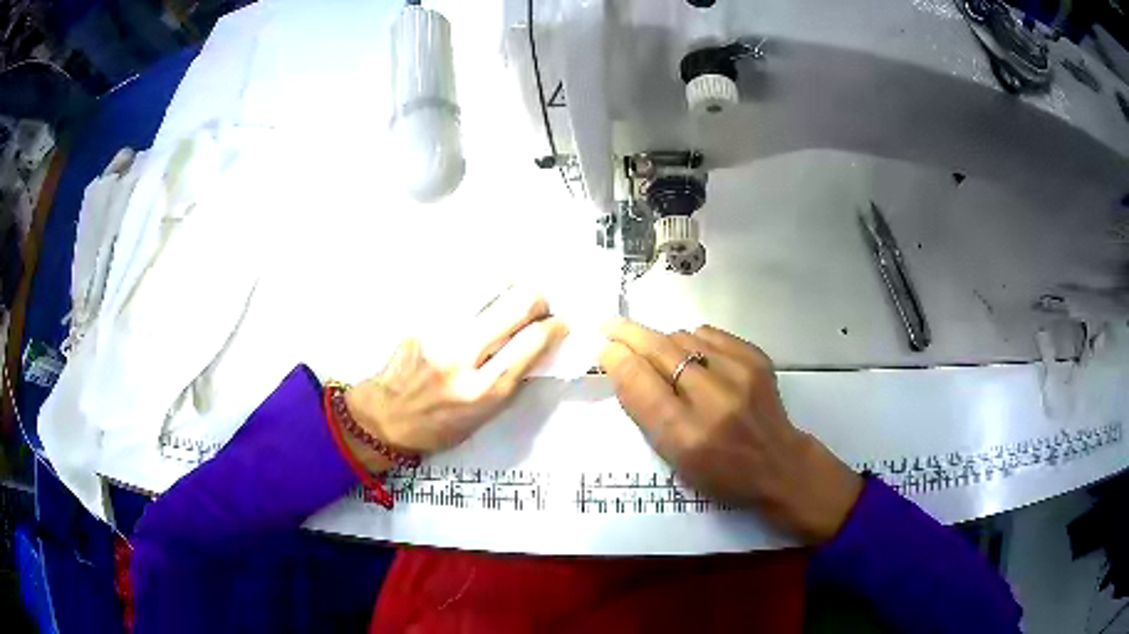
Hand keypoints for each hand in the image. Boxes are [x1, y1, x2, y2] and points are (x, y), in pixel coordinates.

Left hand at [344, 288, 566, 458]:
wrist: (383, 416)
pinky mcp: (421, 318)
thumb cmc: (438, 426)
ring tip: (511, 295)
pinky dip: (480, 292)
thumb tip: (537, 343)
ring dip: (509, 288)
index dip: (554, 326)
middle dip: (537, 298)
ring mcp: (438, 332)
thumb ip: (511, 379)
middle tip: (539, 304)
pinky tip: (481, 298)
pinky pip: (461, 293)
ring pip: (488, 288)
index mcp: (482, 391)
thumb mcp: (484, 417)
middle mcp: (461, 357)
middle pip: (514, 305)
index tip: (559, 324)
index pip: (530, 342)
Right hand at [599, 319, 862, 542]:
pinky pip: (709, 334)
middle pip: (661, 351)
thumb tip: (620, 363)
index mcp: (688, 437)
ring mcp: (740, 374)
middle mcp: (715, 401)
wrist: (778, 464)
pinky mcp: (756, 358)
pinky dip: (692, 340)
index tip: (602, 347)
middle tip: (609, 325)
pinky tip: (692, 355)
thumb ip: (646, 412)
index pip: (642, 386)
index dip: (617, 360)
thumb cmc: (720, 471)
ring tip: (660, 357)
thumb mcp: (674, 458)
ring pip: (683, 337)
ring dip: (663, 342)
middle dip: (630, 335)